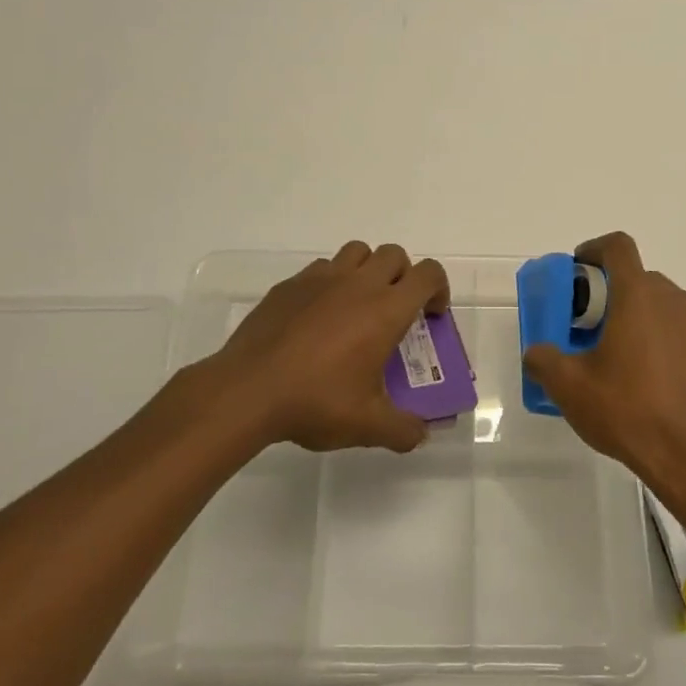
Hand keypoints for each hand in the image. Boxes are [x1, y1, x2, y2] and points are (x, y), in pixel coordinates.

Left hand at [208, 240, 449, 453]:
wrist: (247, 390)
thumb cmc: (316, 402)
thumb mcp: (368, 426)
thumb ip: (403, 429)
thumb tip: (420, 433)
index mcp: (386, 310)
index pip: (428, 274)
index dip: (438, 289)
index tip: (430, 316)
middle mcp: (358, 284)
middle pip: (394, 254)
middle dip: (403, 276)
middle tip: (395, 312)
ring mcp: (320, 279)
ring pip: (357, 252)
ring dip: (367, 270)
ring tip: (358, 306)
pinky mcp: (289, 285)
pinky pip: (320, 268)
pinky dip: (330, 283)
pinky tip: (318, 317)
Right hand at [522, 232, 685, 497]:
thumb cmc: (629, 412)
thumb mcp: (570, 389)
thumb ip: (544, 360)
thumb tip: (536, 352)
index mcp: (639, 297)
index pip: (618, 247)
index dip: (595, 250)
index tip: (581, 270)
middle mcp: (677, 302)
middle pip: (643, 281)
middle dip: (617, 297)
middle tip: (596, 329)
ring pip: (670, 310)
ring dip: (648, 323)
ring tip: (631, 362)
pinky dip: (675, 350)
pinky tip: (663, 386)